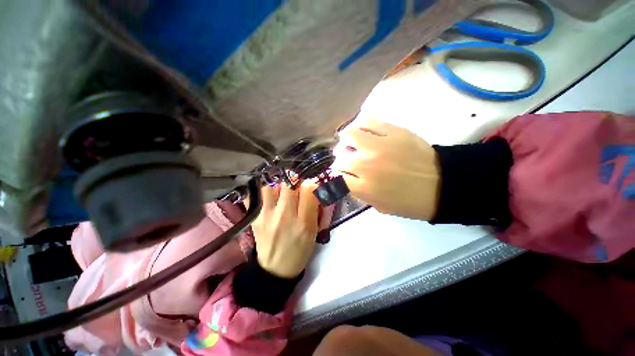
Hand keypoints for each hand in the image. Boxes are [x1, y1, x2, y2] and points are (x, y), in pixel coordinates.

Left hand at [250, 182, 319, 278]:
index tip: (310, 186)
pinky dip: (261, 191)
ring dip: (277, 184)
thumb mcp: (313, 231)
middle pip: (288, 183)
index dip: (311, 183)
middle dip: (295, 180)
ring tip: (280, 189)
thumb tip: (311, 187)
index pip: (308, 189)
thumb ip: (313, 208)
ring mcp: (265, 216)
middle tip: (296, 185)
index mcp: (303, 222)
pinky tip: (267, 196)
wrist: (275, 268)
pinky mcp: (254, 217)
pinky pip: (254, 195)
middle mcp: (284, 216)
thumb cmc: (299, 250)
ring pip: (270, 185)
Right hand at [332, 118, 440, 219]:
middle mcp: (367, 165)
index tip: (340, 174)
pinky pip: (368, 122)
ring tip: (347, 143)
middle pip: (341, 158)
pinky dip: (358, 125)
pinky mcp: (393, 131)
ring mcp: (379, 145)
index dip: (337, 175)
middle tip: (344, 160)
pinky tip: (358, 130)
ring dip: (344, 141)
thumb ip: (360, 193)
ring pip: (349, 136)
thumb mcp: (380, 206)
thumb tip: (348, 180)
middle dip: (339, 161)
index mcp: (365, 187)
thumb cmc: (410, 201)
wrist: (442, 185)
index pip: (338, 177)